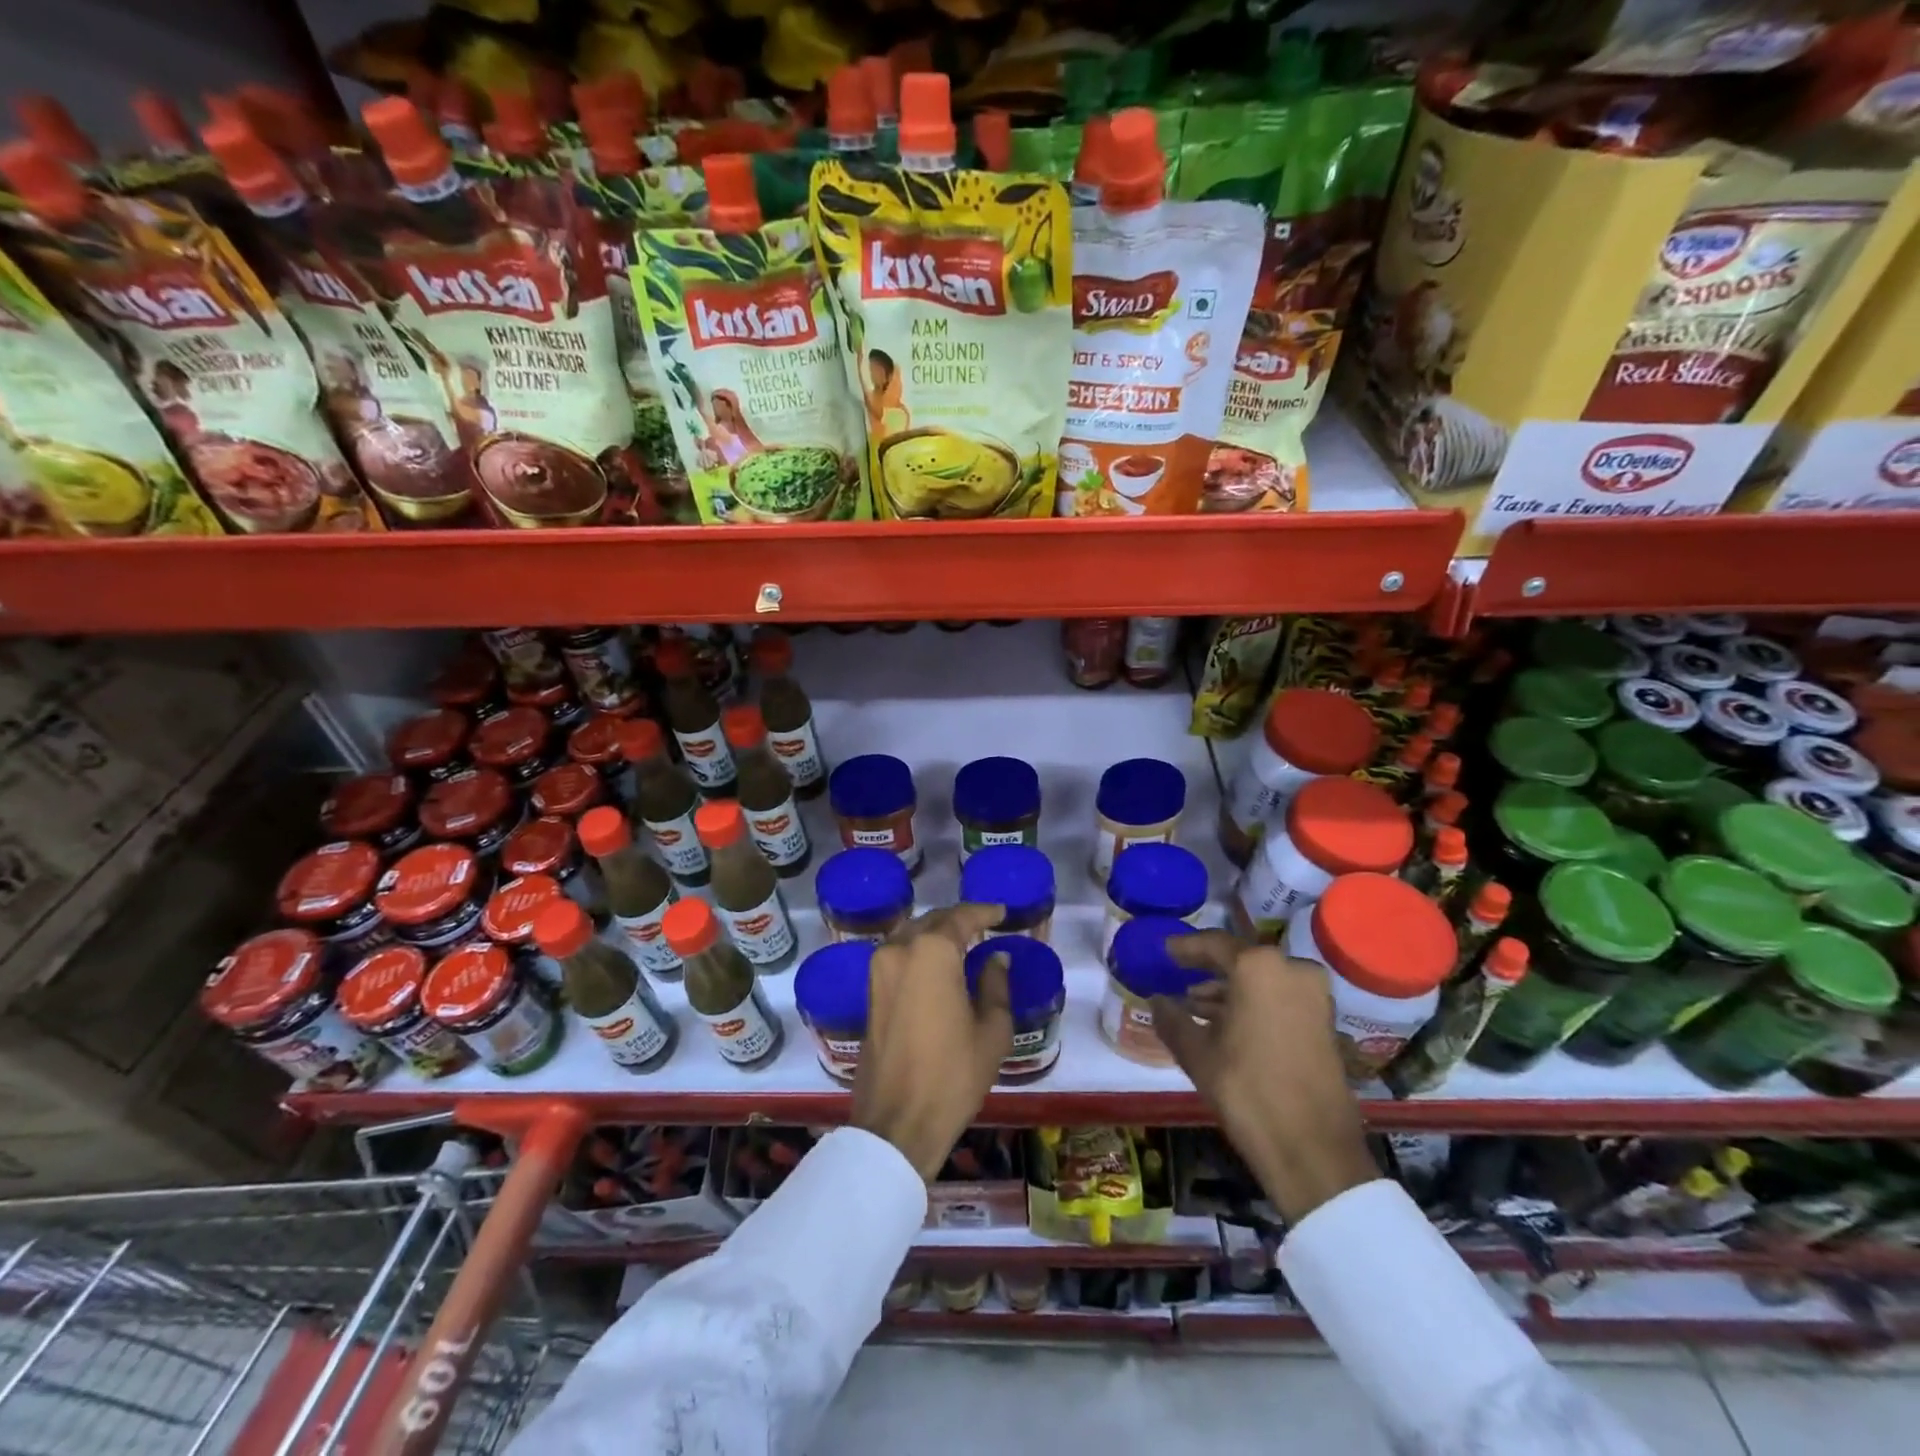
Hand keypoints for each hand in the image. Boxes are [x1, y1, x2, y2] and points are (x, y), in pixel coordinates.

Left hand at [851, 905, 1012, 1178]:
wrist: (897, 1121)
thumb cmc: (953, 1074)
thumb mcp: (991, 1030)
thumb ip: (995, 985)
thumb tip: (996, 958)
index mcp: (932, 952)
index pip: (962, 917)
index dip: (984, 912)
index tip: (1002, 912)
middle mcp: (900, 949)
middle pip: (933, 921)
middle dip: (959, 920)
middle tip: (984, 926)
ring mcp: (879, 969)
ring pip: (911, 935)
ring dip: (936, 934)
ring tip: (963, 943)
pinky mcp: (870, 991)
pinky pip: (898, 955)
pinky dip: (919, 951)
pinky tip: (938, 966)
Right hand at [1151, 931, 1379, 1224]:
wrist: (1313, 1150)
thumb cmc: (1247, 1090)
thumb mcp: (1197, 1054)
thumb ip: (1172, 1019)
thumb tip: (1156, 1000)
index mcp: (1259, 967)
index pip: (1214, 944)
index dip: (1186, 948)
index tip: (1166, 950)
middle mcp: (1292, 970)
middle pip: (1242, 961)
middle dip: (1210, 971)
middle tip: (1180, 975)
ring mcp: (1315, 997)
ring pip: (1263, 982)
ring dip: (1231, 991)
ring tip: (1196, 1006)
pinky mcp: (1326, 1023)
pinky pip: (1281, 999)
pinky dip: (1254, 1005)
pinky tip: (1227, 1025)